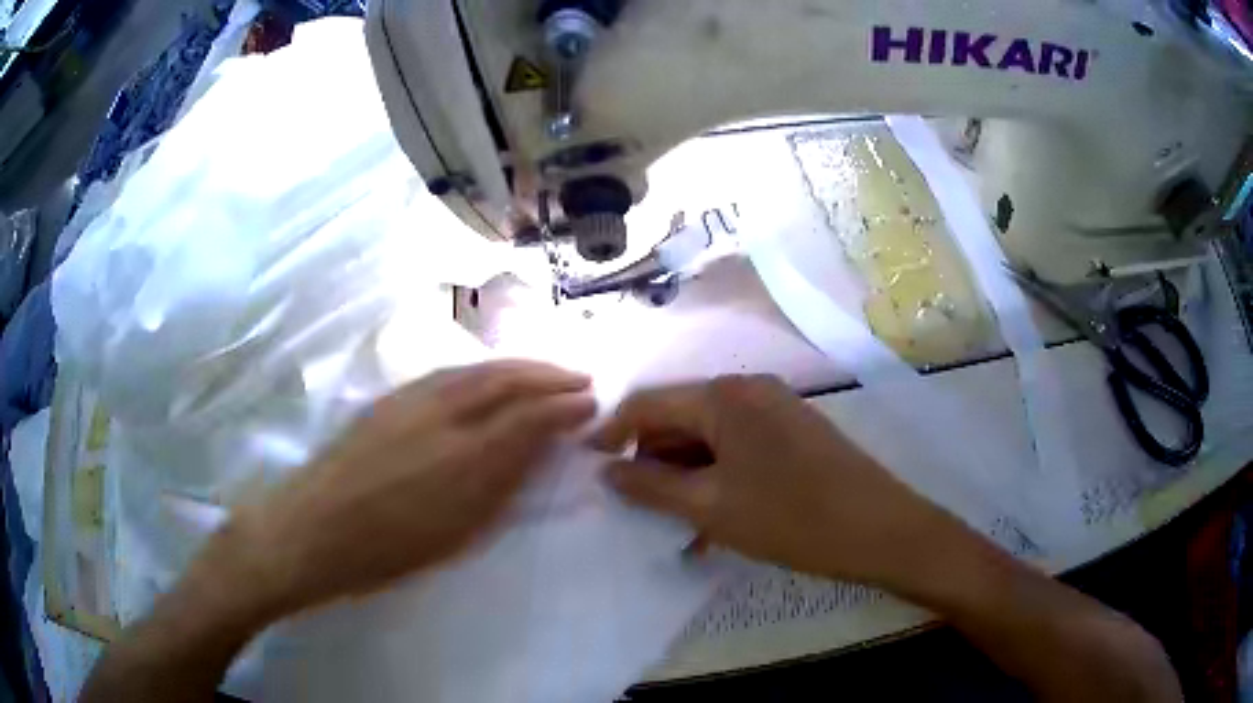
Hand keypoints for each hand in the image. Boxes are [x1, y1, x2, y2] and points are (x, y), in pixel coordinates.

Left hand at [229, 360, 595, 618]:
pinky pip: (449, 373)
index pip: (528, 417)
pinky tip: (488, 377)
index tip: (590, 403)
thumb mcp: (457, 534)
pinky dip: (483, 370)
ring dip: (518, 366)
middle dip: (548, 375)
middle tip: (579, 378)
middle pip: (506, 379)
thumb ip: (499, 489)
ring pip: (477, 369)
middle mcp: (443, 415)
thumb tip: (534, 454)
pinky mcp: (390, 398)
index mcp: (465, 458)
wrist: (313, 528)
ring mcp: (412, 400)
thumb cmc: (387, 550)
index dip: (564, 406)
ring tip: (543, 372)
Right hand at [591, 375, 958, 588]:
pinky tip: (715, 519)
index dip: (612, 432)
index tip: (589, 466)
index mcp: (724, 396)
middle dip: (654, 461)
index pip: (649, 403)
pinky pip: (739, 449)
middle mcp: (749, 390)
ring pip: (710, 438)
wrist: (880, 529)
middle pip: (680, 418)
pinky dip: (718, 478)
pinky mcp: (794, 433)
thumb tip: (606, 470)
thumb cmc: (791, 517)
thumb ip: (650, 486)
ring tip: (679, 525)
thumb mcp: (711, 507)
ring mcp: (776, 409)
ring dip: (687, 476)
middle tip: (640, 508)